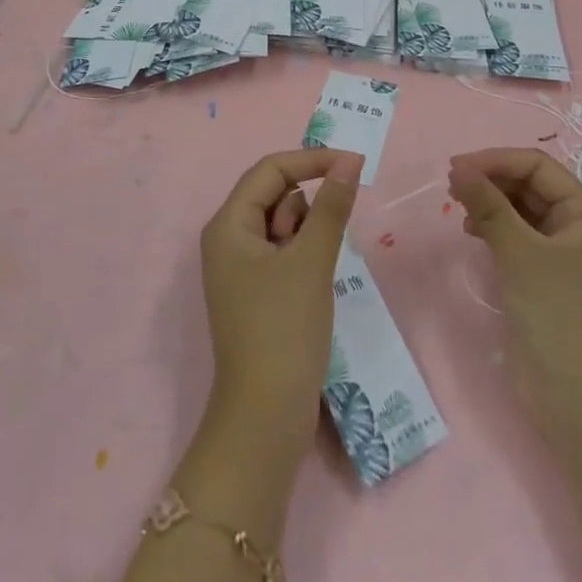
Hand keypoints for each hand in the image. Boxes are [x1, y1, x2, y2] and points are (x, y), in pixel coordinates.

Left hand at [199, 148, 362, 454]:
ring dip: (307, 235)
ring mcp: (240, 269)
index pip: (270, 169)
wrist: (265, 420)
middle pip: (274, 194)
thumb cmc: (284, 330)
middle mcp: (228, 239)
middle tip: (321, 246)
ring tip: (314, 274)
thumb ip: (331, 206)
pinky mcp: (256, 293)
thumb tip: (348, 161)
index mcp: (228, 225)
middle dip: (307, 207)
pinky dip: (304, 257)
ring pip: (282, 225)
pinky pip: (283, 253)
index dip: (311, 160)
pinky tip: (314, 286)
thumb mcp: (311, 261)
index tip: (354, 164)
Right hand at [448, 147, 581, 442]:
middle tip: (451, 185)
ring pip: (521, 212)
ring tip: (458, 208)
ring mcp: (562, 257)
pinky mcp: (545, 281)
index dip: (496, 160)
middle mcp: (578, 229)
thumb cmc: (557, 316)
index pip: (538, 167)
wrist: (578, 403)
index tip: (455, 167)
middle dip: (492, 180)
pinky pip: (517, 238)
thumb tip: (458, 168)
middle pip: (530, 186)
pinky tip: (472, 233)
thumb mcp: (520, 253)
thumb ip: (488, 205)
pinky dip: (494, 229)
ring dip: (490, 204)